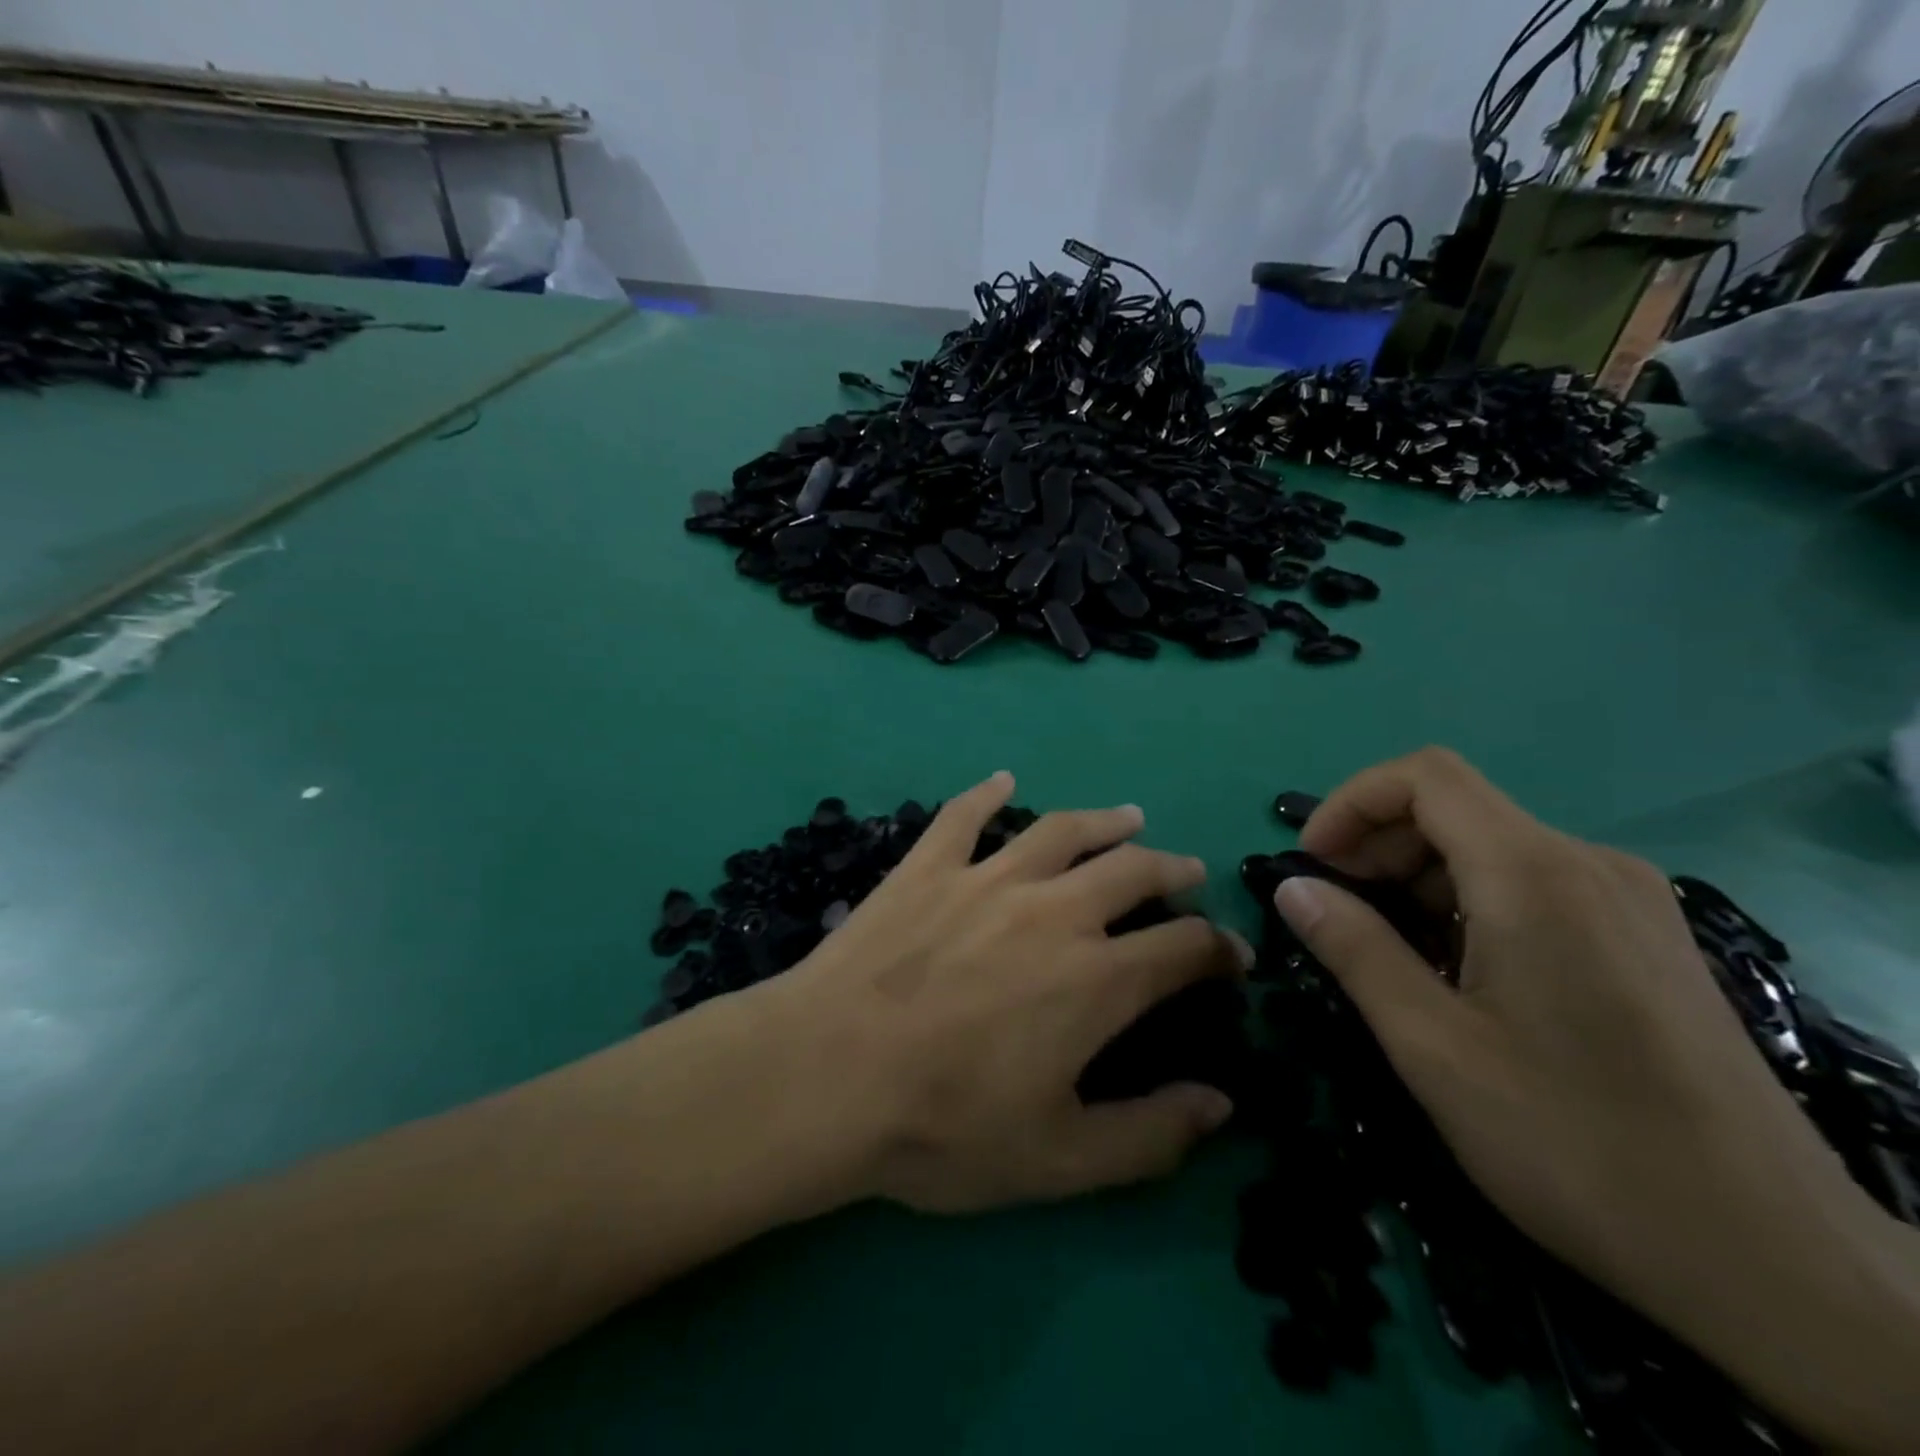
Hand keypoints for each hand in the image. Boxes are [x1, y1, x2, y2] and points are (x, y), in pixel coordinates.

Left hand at [771, 771, 1249, 1213]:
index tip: (1231, 956)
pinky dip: (987, 793)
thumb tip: (1222, 1104)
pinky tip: (1002, 779)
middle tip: (1187, 871)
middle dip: (1172, 870)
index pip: (1183, 947)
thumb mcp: (1061, 1159)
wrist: (827, 1075)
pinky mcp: (927, 867)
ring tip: (1128, 817)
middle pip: (1132, 871)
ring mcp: (985, 878)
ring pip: (1061, 831)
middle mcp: (1053, 910)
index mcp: (1097, 978)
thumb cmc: (944, 1126)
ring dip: (1104, 821)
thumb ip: (1151, 1134)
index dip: (1219, 949)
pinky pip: (964, 816)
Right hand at [1270, 748, 1916, 1448]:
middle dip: (1377, 846)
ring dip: (1419, 878)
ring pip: (1492, 847)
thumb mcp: (1433, 1047)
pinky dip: (1469, 902)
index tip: (1312, 866)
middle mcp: (1590, 864)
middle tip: (1338, 917)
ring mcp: (1629, 900)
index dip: (1350, 803)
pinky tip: (1460, 973)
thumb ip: (1355, 950)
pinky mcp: (1647, 938)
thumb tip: (1292, 888)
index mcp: (1535, 875)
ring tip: (1391, 953)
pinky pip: (1534, 884)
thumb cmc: (1577, 1145)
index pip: (1424, 776)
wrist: (1775, 1263)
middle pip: (1455, 808)